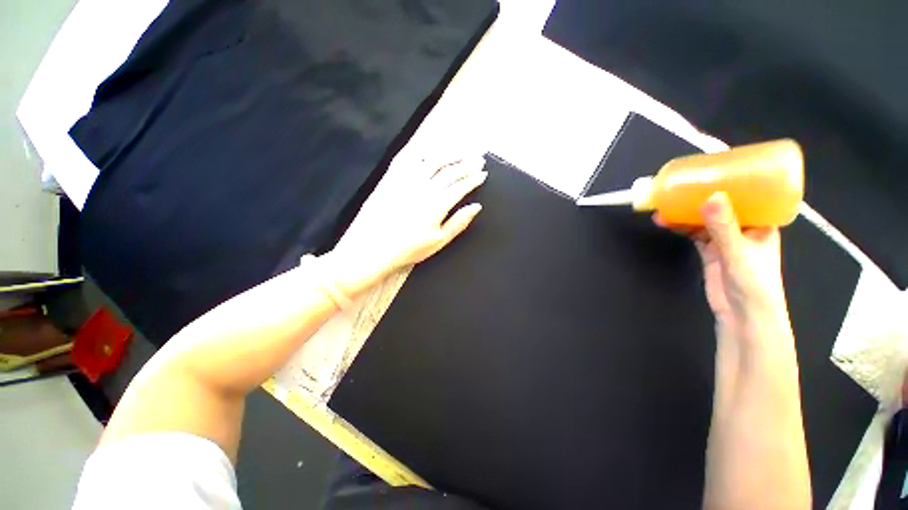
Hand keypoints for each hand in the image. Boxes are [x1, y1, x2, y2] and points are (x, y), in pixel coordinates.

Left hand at [326, 155, 487, 296]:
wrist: (373, 247)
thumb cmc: (409, 248)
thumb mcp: (439, 241)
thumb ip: (458, 222)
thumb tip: (476, 207)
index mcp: (437, 204)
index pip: (460, 186)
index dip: (474, 179)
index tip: (483, 174)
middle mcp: (425, 187)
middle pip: (450, 171)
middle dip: (467, 164)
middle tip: (478, 159)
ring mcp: (407, 181)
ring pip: (433, 161)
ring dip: (449, 154)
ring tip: (461, 151)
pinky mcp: (393, 179)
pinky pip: (410, 160)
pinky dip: (424, 154)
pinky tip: (430, 153)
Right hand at [657, 192, 790, 344]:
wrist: (743, 315)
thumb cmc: (754, 283)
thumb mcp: (739, 252)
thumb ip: (723, 226)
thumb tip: (711, 196)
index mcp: (761, 223)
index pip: (749, 195)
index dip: (734, 181)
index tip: (712, 170)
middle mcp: (743, 228)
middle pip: (722, 206)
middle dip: (701, 197)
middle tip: (681, 188)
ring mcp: (726, 240)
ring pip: (704, 219)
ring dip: (686, 213)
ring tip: (666, 206)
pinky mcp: (711, 252)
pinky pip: (695, 233)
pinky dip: (682, 227)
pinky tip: (669, 222)